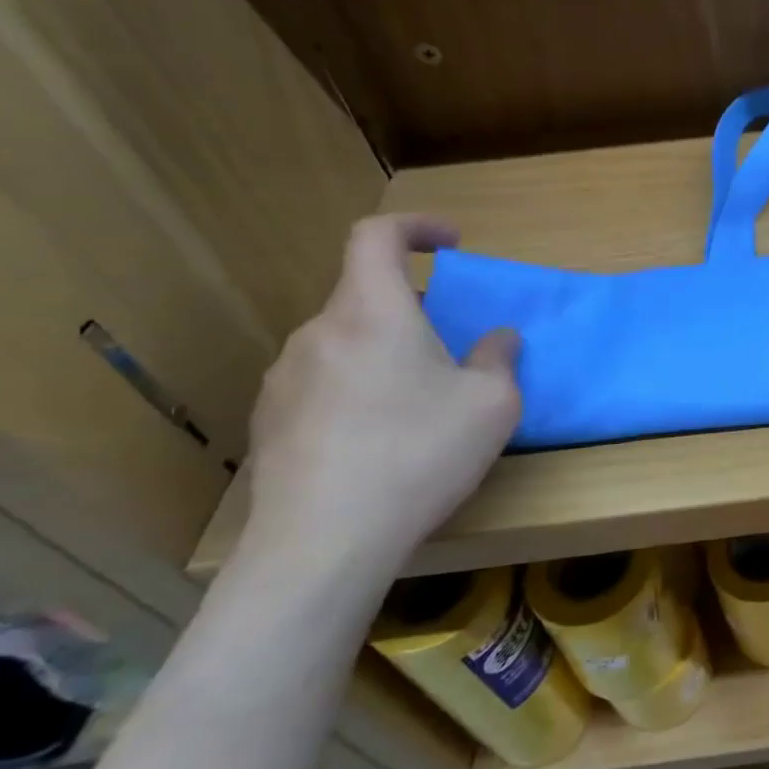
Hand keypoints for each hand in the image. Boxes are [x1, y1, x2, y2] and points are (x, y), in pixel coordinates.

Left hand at [241, 215, 519, 576]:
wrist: (323, 542)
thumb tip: (498, 339)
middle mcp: (320, 332)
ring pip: (345, 343)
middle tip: (450, 350)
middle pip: (365, 296)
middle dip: (413, 310)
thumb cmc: (419, 454)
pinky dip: (356, 390)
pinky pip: (322, 384)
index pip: (376, 235)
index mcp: (373, 312)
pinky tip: (377, 442)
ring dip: (384, 354)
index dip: (415, 226)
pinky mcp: (269, 422)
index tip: (451, 243)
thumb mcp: (492, 404)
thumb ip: (499, 359)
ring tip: (417, 404)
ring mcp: (285, 378)